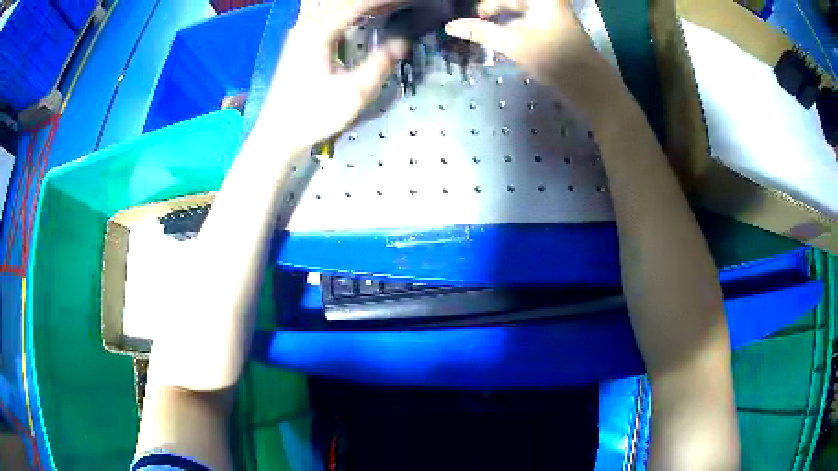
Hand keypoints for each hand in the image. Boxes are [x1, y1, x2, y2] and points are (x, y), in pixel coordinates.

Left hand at [253, 0, 408, 152]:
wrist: (277, 134)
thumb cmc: (314, 115)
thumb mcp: (354, 93)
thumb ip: (380, 63)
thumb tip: (403, 41)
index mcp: (318, 32)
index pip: (356, 4)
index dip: (382, 1)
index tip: (406, 0)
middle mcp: (305, 25)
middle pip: (340, 1)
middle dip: (369, 2)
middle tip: (395, 4)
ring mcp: (298, 33)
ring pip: (328, 5)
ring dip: (355, 5)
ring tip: (379, 8)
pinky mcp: (297, 42)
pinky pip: (321, 14)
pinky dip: (341, 11)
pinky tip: (355, 16)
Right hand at [445, 0, 617, 113]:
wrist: (592, 86)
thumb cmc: (555, 59)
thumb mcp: (514, 44)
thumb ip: (482, 32)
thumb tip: (450, 26)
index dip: (488, 4)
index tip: (474, 13)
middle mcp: (547, 2)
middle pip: (512, 1)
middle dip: (492, 7)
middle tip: (474, 18)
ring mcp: (552, 15)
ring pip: (519, 9)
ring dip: (501, 17)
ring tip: (482, 26)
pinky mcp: (554, 29)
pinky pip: (527, 20)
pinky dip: (512, 26)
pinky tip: (501, 37)